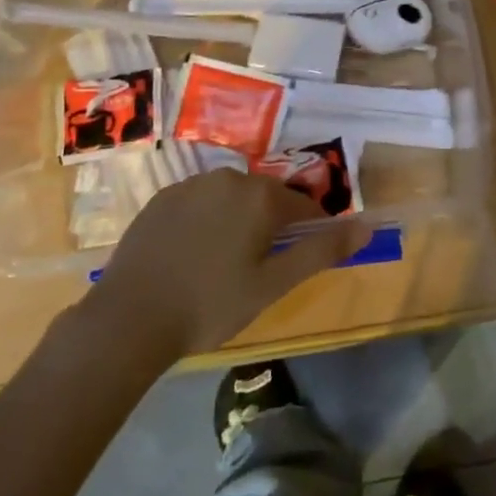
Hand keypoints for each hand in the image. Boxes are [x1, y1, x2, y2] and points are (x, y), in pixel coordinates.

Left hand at [86, 171, 372, 359]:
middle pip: (268, 198)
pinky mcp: (163, 197)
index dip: (309, 233)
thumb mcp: (273, 284)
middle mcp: (229, 177)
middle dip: (271, 227)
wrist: (129, 318)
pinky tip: (192, 256)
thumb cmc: (210, 305)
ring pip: (233, 199)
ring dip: (239, 222)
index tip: (296, 263)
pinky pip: (201, 202)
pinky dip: (207, 221)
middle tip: (258, 270)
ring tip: (223, 265)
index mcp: (261, 196)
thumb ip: (321, 251)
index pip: (304, 207)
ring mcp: (192, 184)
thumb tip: (367, 227)